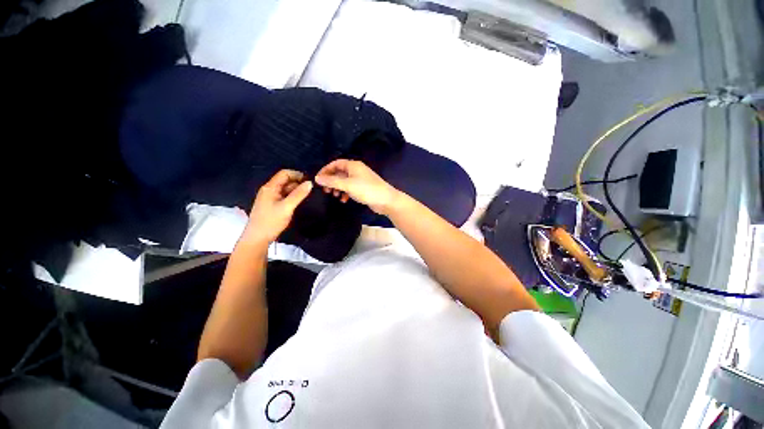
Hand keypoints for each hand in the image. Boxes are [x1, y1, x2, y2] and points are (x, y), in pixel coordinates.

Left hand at [242, 170, 312, 245]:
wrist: (257, 238)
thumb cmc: (271, 221)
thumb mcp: (287, 207)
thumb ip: (298, 194)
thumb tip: (310, 182)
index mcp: (270, 187)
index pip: (284, 173)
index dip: (297, 175)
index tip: (310, 181)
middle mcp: (269, 190)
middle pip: (285, 181)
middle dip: (298, 183)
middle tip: (311, 190)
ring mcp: (270, 198)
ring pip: (286, 189)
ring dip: (296, 191)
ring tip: (308, 196)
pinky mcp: (272, 205)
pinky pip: (284, 197)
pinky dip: (292, 197)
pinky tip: (299, 202)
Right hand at [315, 159, 398, 214]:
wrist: (386, 200)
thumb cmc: (366, 189)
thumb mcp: (347, 185)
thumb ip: (332, 181)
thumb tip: (317, 178)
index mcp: (353, 165)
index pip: (335, 163)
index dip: (326, 170)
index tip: (318, 179)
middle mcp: (356, 170)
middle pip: (339, 173)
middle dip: (331, 181)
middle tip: (326, 190)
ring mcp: (360, 179)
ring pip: (344, 181)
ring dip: (338, 188)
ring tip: (334, 196)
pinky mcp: (363, 188)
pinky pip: (351, 188)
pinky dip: (346, 193)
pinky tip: (344, 200)